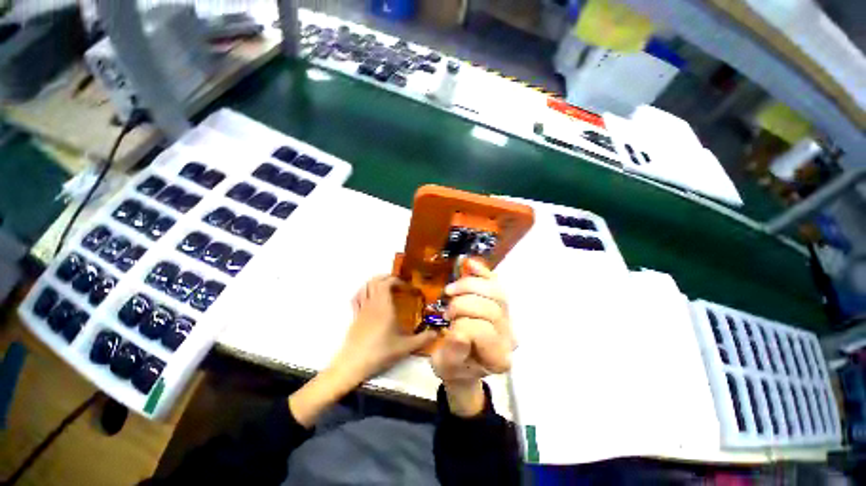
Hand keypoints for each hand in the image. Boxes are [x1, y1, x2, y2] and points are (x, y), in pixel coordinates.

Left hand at [335, 275, 436, 383]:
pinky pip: (357, 297)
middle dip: (386, 278)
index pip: (387, 283)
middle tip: (397, 284)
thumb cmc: (380, 352)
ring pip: (365, 287)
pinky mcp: (355, 316)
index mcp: (384, 306)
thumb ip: (422, 339)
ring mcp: (361, 309)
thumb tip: (437, 333)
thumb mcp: (405, 347)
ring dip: (375, 282)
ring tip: (385, 287)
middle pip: (375, 281)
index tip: (406, 287)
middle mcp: (372, 303)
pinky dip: (364, 291)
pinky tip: (369, 297)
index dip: (397, 281)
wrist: (354, 364)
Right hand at [431, 259, 514, 415]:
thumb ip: (453, 353)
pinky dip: (483, 272)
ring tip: (451, 290)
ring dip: (470, 285)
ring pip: (496, 292)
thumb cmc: (454, 367)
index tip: (447, 328)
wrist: (465, 363)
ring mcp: (508, 319)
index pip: (483, 331)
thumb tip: (458, 333)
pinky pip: (496, 283)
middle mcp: (509, 337)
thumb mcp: (446, 366)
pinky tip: (469, 265)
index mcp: (497, 358)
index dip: (462, 325)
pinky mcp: (501, 305)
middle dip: (463, 304)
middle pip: (492, 309)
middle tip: (447, 312)